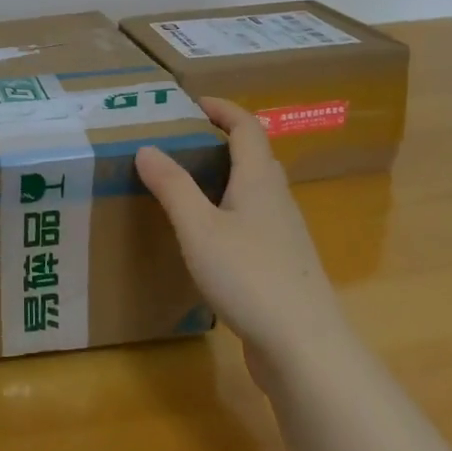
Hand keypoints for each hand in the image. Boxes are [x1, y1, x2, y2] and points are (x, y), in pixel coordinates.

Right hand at [135, 97, 349, 384]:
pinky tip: (205, 238)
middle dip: (221, 142)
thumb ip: (172, 186)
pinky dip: (227, 212)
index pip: (247, 128)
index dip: (223, 109)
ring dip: (224, 178)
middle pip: (255, 157)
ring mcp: (284, 235)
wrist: (304, 347)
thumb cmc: (249, 276)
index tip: (193, 103)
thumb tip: (147, 148)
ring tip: (185, 186)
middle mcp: (278, 200)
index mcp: (261, 181)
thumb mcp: (198, 228)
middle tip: (181, 143)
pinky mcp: (282, 266)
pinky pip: (252, 222)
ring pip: (254, 192)